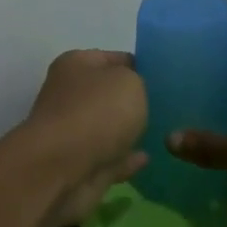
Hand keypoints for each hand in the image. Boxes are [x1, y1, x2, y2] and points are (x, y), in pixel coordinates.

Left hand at [12, 49, 148, 226]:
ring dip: (125, 131)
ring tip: (157, 132)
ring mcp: (72, 133)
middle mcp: (69, 96)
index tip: (160, 75)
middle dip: (130, 100)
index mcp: (75, 66)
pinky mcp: (78, 166)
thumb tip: (131, 92)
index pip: (110, 57)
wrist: (63, 169)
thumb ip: (136, 82)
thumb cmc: (97, 112)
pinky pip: (109, 159)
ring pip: (105, 129)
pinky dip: (124, 160)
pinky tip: (145, 159)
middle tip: (163, 105)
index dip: (135, 64)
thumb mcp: (129, 82)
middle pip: (105, 94)